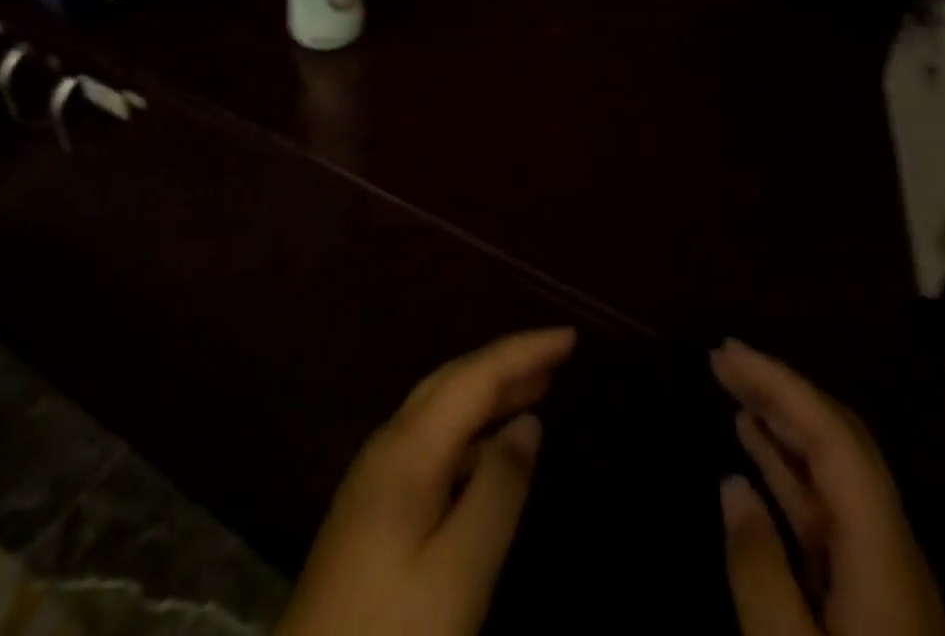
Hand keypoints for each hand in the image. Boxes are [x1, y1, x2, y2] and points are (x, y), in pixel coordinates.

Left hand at [278, 327, 575, 635]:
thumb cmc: (390, 633)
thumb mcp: (458, 574)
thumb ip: (497, 492)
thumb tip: (529, 423)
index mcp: (409, 447)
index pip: (475, 377)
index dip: (523, 351)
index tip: (570, 336)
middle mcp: (389, 444)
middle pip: (454, 381)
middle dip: (506, 363)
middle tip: (557, 356)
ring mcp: (377, 474)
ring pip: (441, 409)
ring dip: (489, 393)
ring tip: (536, 388)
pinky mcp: (374, 506)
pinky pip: (432, 441)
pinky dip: (471, 430)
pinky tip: (491, 450)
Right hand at [712, 339, 944, 635]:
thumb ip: (760, 572)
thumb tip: (733, 484)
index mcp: (881, 555)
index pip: (834, 438)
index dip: (782, 385)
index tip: (728, 355)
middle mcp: (888, 548)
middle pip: (840, 443)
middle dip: (782, 391)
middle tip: (723, 360)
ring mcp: (880, 574)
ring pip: (832, 474)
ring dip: (782, 425)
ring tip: (733, 391)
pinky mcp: (867, 598)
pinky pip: (823, 511)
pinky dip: (786, 472)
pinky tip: (753, 460)